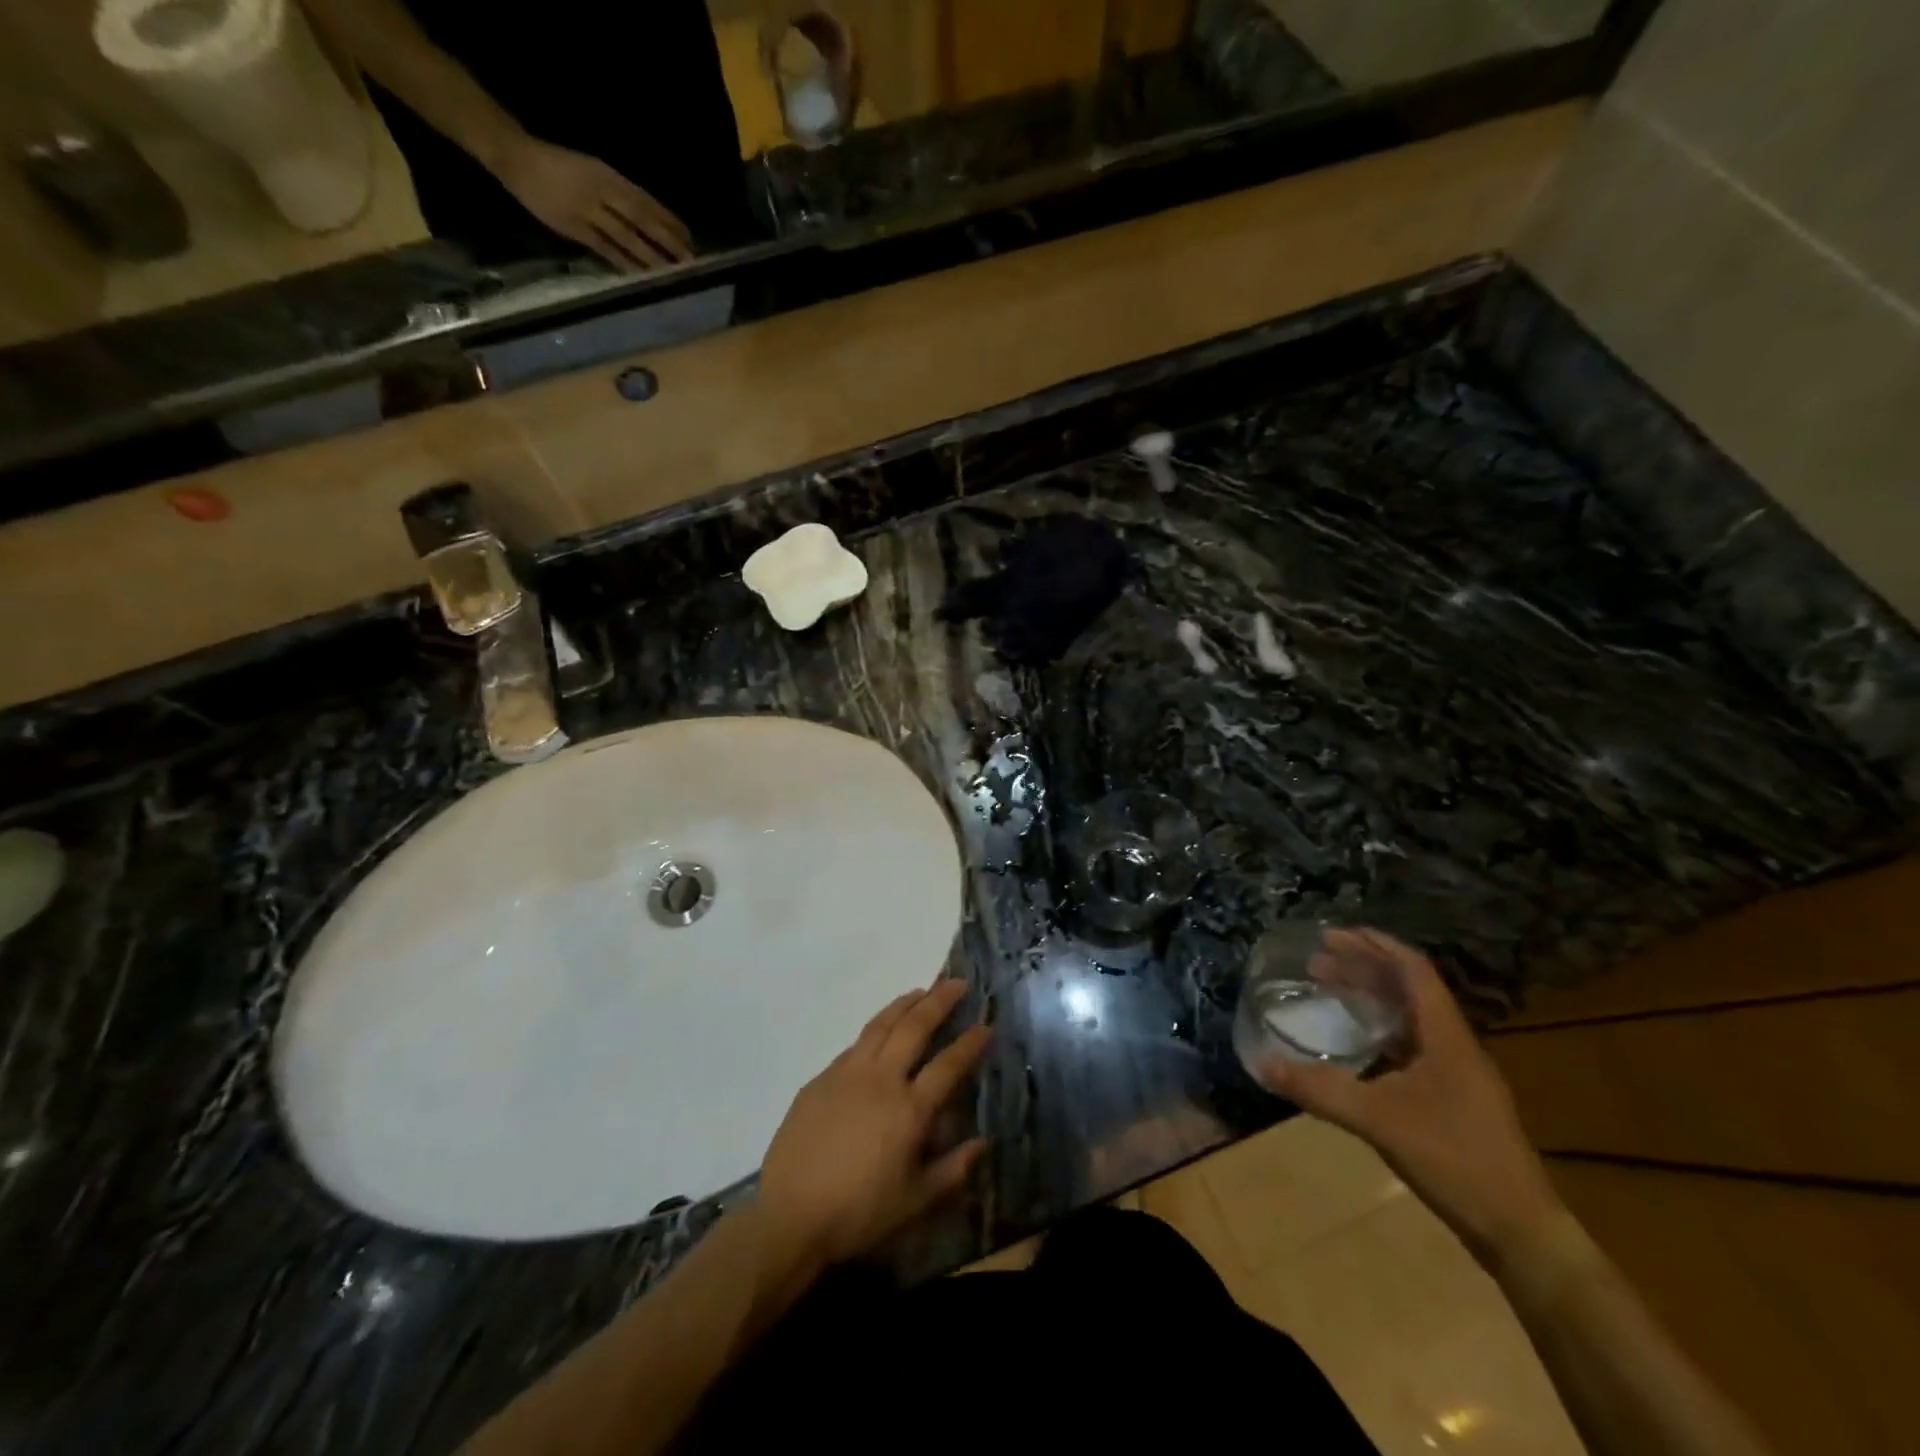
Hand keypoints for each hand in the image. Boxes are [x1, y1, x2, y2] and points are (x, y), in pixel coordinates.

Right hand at [491, 137, 692, 271]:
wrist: (517, 158)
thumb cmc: (559, 165)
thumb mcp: (592, 169)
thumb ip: (618, 192)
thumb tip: (647, 218)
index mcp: (609, 175)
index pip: (647, 202)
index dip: (669, 221)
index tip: (690, 238)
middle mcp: (603, 192)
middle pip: (643, 221)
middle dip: (668, 242)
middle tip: (691, 261)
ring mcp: (589, 211)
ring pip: (628, 238)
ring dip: (652, 257)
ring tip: (672, 273)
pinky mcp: (575, 229)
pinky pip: (606, 250)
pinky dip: (625, 264)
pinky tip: (642, 276)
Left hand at [758, 979, 990, 1270]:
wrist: (790, 1216)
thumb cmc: (859, 1213)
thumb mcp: (916, 1202)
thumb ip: (953, 1170)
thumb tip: (982, 1143)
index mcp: (909, 1109)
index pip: (948, 1064)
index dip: (970, 1043)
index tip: (986, 1025)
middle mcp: (880, 1079)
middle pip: (914, 1027)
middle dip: (939, 1001)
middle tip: (956, 984)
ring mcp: (846, 1074)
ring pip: (880, 1025)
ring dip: (904, 1004)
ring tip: (920, 991)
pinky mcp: (820, 1080)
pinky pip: (854, 1045)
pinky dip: (874, 1030)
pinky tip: (879, 1033)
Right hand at [1253, 929, 1566, 1267]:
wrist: (1521, 1232)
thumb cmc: (1455, 1161)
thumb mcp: (1379, 1121)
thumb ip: (1320, 1090)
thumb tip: (1263, 1065)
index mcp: (1447, 1037)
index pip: (1413, 970)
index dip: (1375, 945)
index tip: (1333, 934)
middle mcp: (1455, 1046)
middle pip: (1409, 989)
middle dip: (1363, 968)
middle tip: (1317, 963)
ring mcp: (1458, 1074)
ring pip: (1411, 1017)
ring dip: (1372, 998)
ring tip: (1331, 992)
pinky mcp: (1455, 1100)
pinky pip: (1412, 1045)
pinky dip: (1380, 1031)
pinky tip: (1357, 1045)